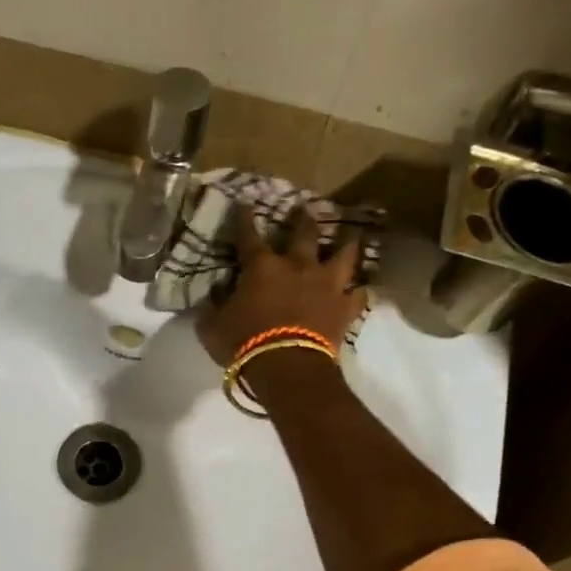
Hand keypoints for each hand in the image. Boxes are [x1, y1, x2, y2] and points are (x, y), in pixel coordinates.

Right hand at [196, 205, 367, 365]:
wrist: (287, 367)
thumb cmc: (243, 343)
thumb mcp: (212, 326)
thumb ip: (212, 307)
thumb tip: (214, 294)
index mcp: (261, 266)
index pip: (249, 235)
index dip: (244, 218)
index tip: (244, 203)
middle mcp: (297, 266)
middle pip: (304, 234)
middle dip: (302, 219)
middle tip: (305, 208)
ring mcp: (326, 285)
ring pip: (343, 256)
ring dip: (346, 245)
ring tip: (350, 237)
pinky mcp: (345, 308)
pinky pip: (358, 296)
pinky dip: (357, 292)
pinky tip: (358, 290)